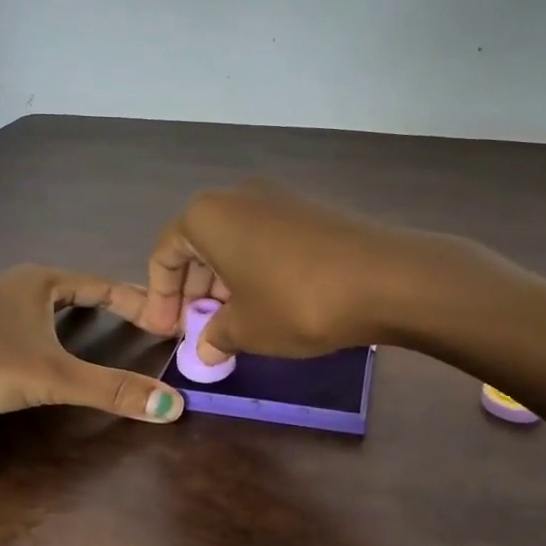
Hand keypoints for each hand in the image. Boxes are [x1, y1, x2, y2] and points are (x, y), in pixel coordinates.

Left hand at [0, 264, 181, 424]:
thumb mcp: (51, 378)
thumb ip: (110, 390)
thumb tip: (172, 407)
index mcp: (39, 282)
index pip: (102, 285)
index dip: (137, 300)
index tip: (166, 315)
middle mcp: (14, 286)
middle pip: (73, 291)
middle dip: (106, 303)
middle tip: (138, 320)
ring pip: (39, 307)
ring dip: (66, 315)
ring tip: (91, 325)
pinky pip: (14, 326)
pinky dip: (32, 331)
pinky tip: (19, 338)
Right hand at [141, 178, 413, 364]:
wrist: (385, 279)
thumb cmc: (295, 301)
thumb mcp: (246, 328)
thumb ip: (215, 336)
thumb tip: (205, 349)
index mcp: (206, 216)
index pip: (165, 254)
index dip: (160, 297)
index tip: (167, 332)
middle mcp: (236, 196)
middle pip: (198, 244)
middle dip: (193, 290)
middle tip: (197, 331)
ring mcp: (276, 198)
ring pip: (232, 242)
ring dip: (223, 283)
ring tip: (231, 324)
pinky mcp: (308, 211)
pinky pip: (263, 240)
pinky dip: (253, 270)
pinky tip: (265, 304)